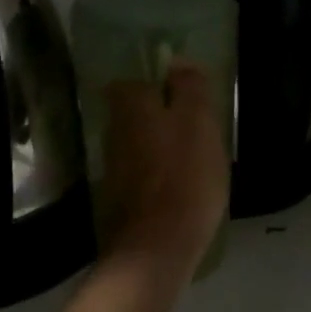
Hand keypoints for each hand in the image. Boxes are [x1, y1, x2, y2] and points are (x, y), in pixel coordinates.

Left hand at [100, 62, 229, 273]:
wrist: (155, 251)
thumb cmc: (184, 177)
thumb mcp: (198, 123)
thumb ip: (188, 87)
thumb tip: (177, 60)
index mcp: (130, 107)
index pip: (133, 81)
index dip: (158, 86)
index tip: (184, 97)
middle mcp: (112, 132)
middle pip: (136, 114)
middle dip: (161, 118)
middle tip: (196, 130)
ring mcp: (112, 169)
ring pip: (139, 145)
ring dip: (160, 149)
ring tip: (194, 162)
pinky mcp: (118, 201)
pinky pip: (141, 175)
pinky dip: (157, 177)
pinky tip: (180, 190)